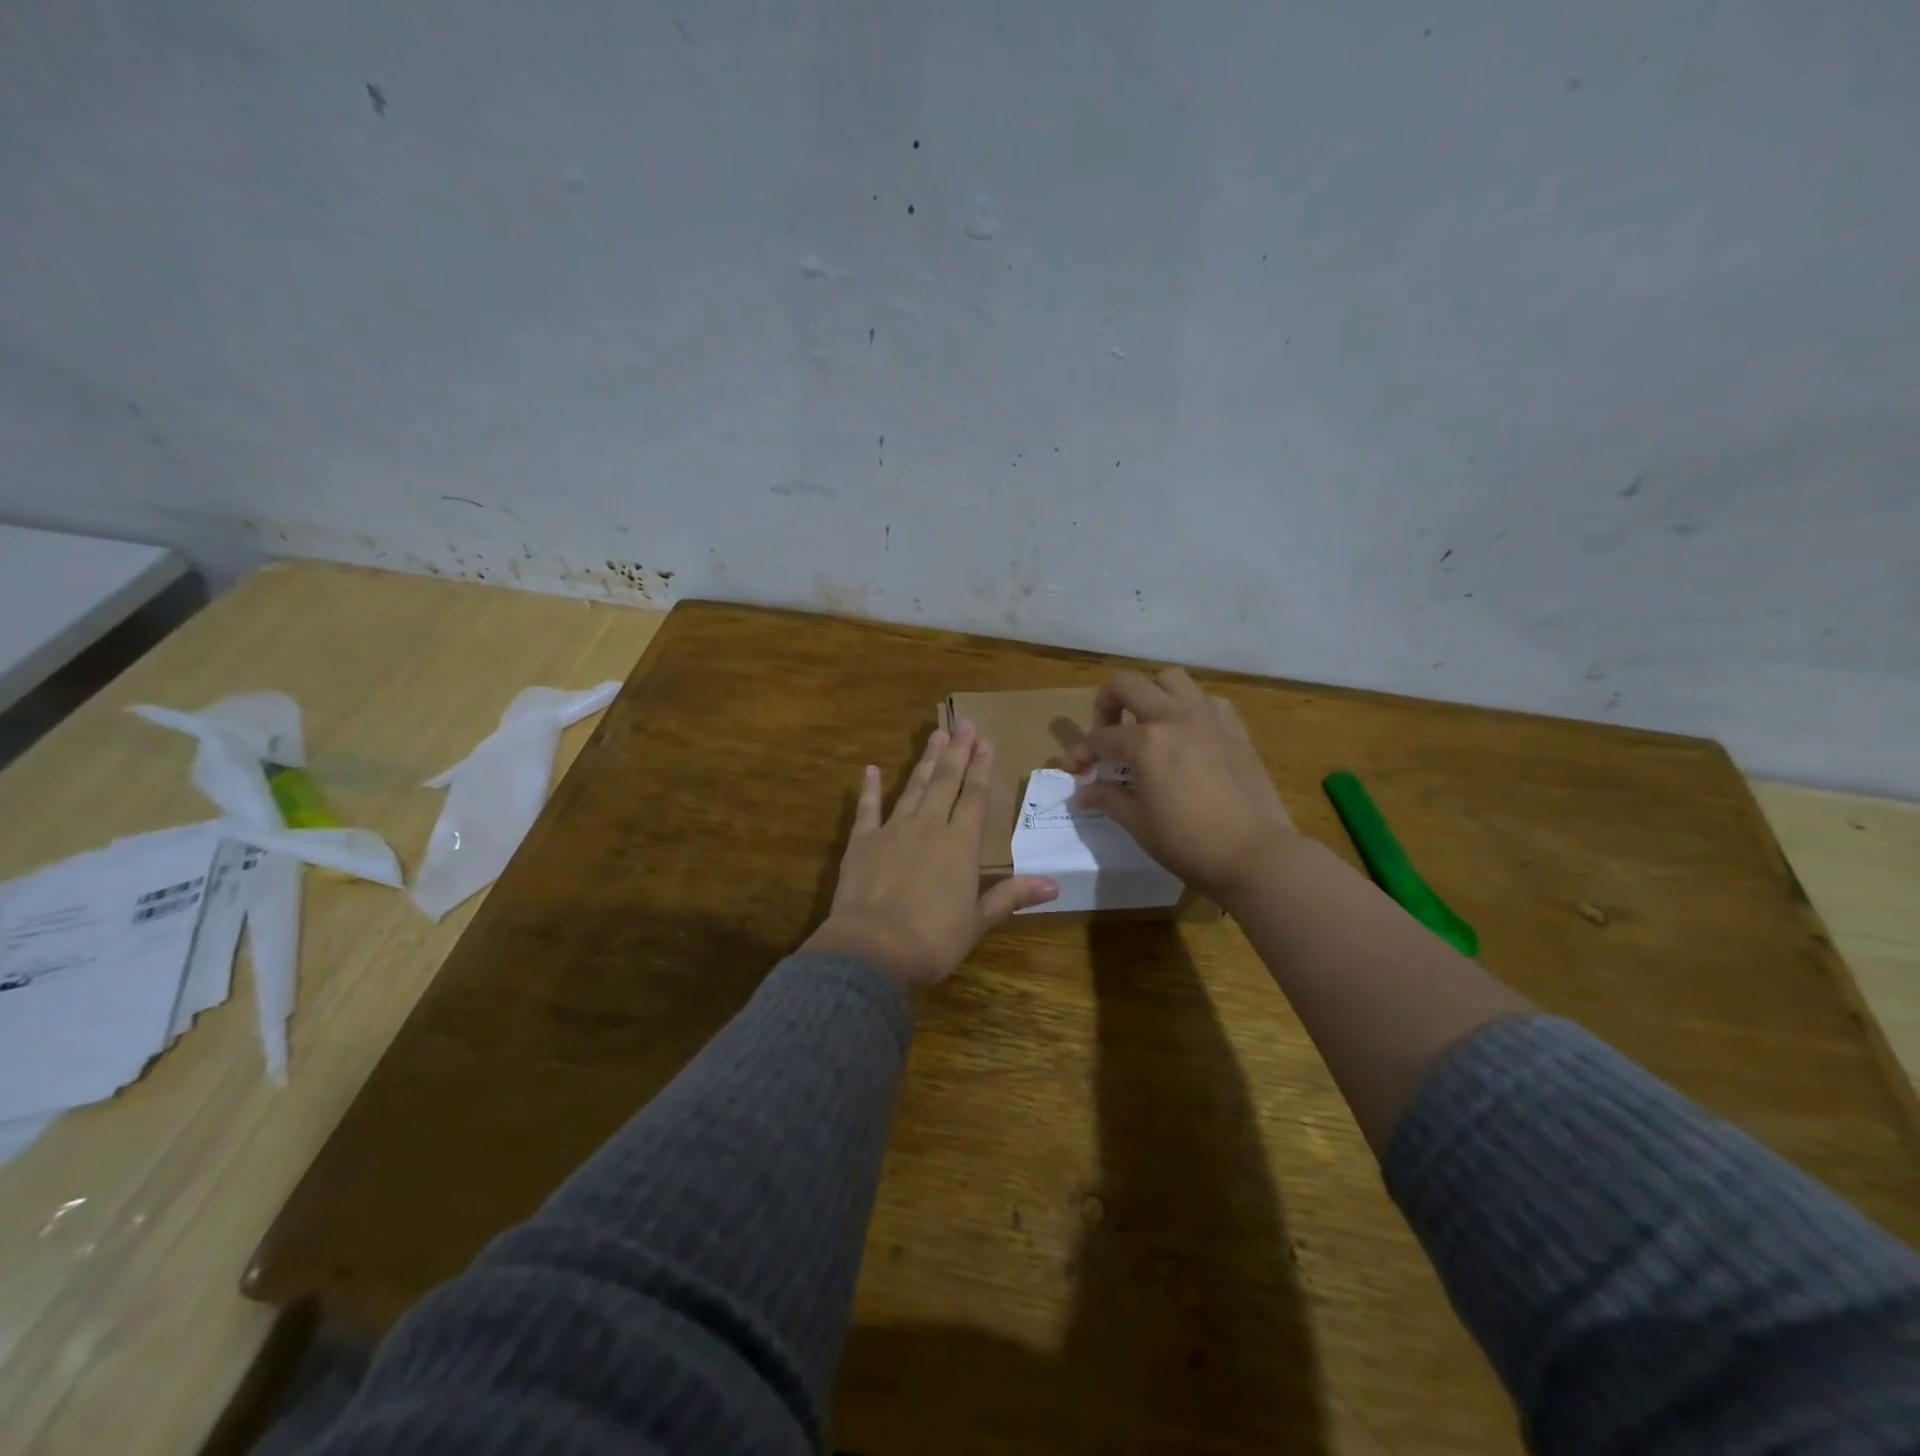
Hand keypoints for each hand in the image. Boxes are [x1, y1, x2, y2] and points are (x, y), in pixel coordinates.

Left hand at [804, 722, 1057, 987]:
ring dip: (925, 760)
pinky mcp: (862, 842)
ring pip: (914, 786)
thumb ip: (1011, 895)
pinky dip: (870, 788)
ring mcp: (893, 830)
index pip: (976, 797)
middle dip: (957, 751)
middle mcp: (929, 826)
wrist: (872, 949)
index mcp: (960, 844)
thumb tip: (1054, 884)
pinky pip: (867, 808)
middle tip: (964, 723)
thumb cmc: (933, 939)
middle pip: (946, 781)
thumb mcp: (978, 921)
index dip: (982, 768)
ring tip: (935, 734)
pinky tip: (871, 769)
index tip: (986, 741)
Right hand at [1060, 668, 1297, 905]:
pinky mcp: (1234, 727)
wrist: (1256, 854)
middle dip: (1106, 704)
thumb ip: (1108, 799)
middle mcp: (1174, 717)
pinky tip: (1186, 735)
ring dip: (1149, 693)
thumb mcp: (1139, 824)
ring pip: (1170, 679)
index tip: (1075, 770)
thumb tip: (1082, 792)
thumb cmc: (1189, 843)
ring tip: (1146, 723)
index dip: (1080, 753)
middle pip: (1127, 684)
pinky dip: (1187, 707)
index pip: (1100, 738)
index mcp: (1146, 742)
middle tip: (1105, 732)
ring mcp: (1208, 717)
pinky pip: (1205, 699)